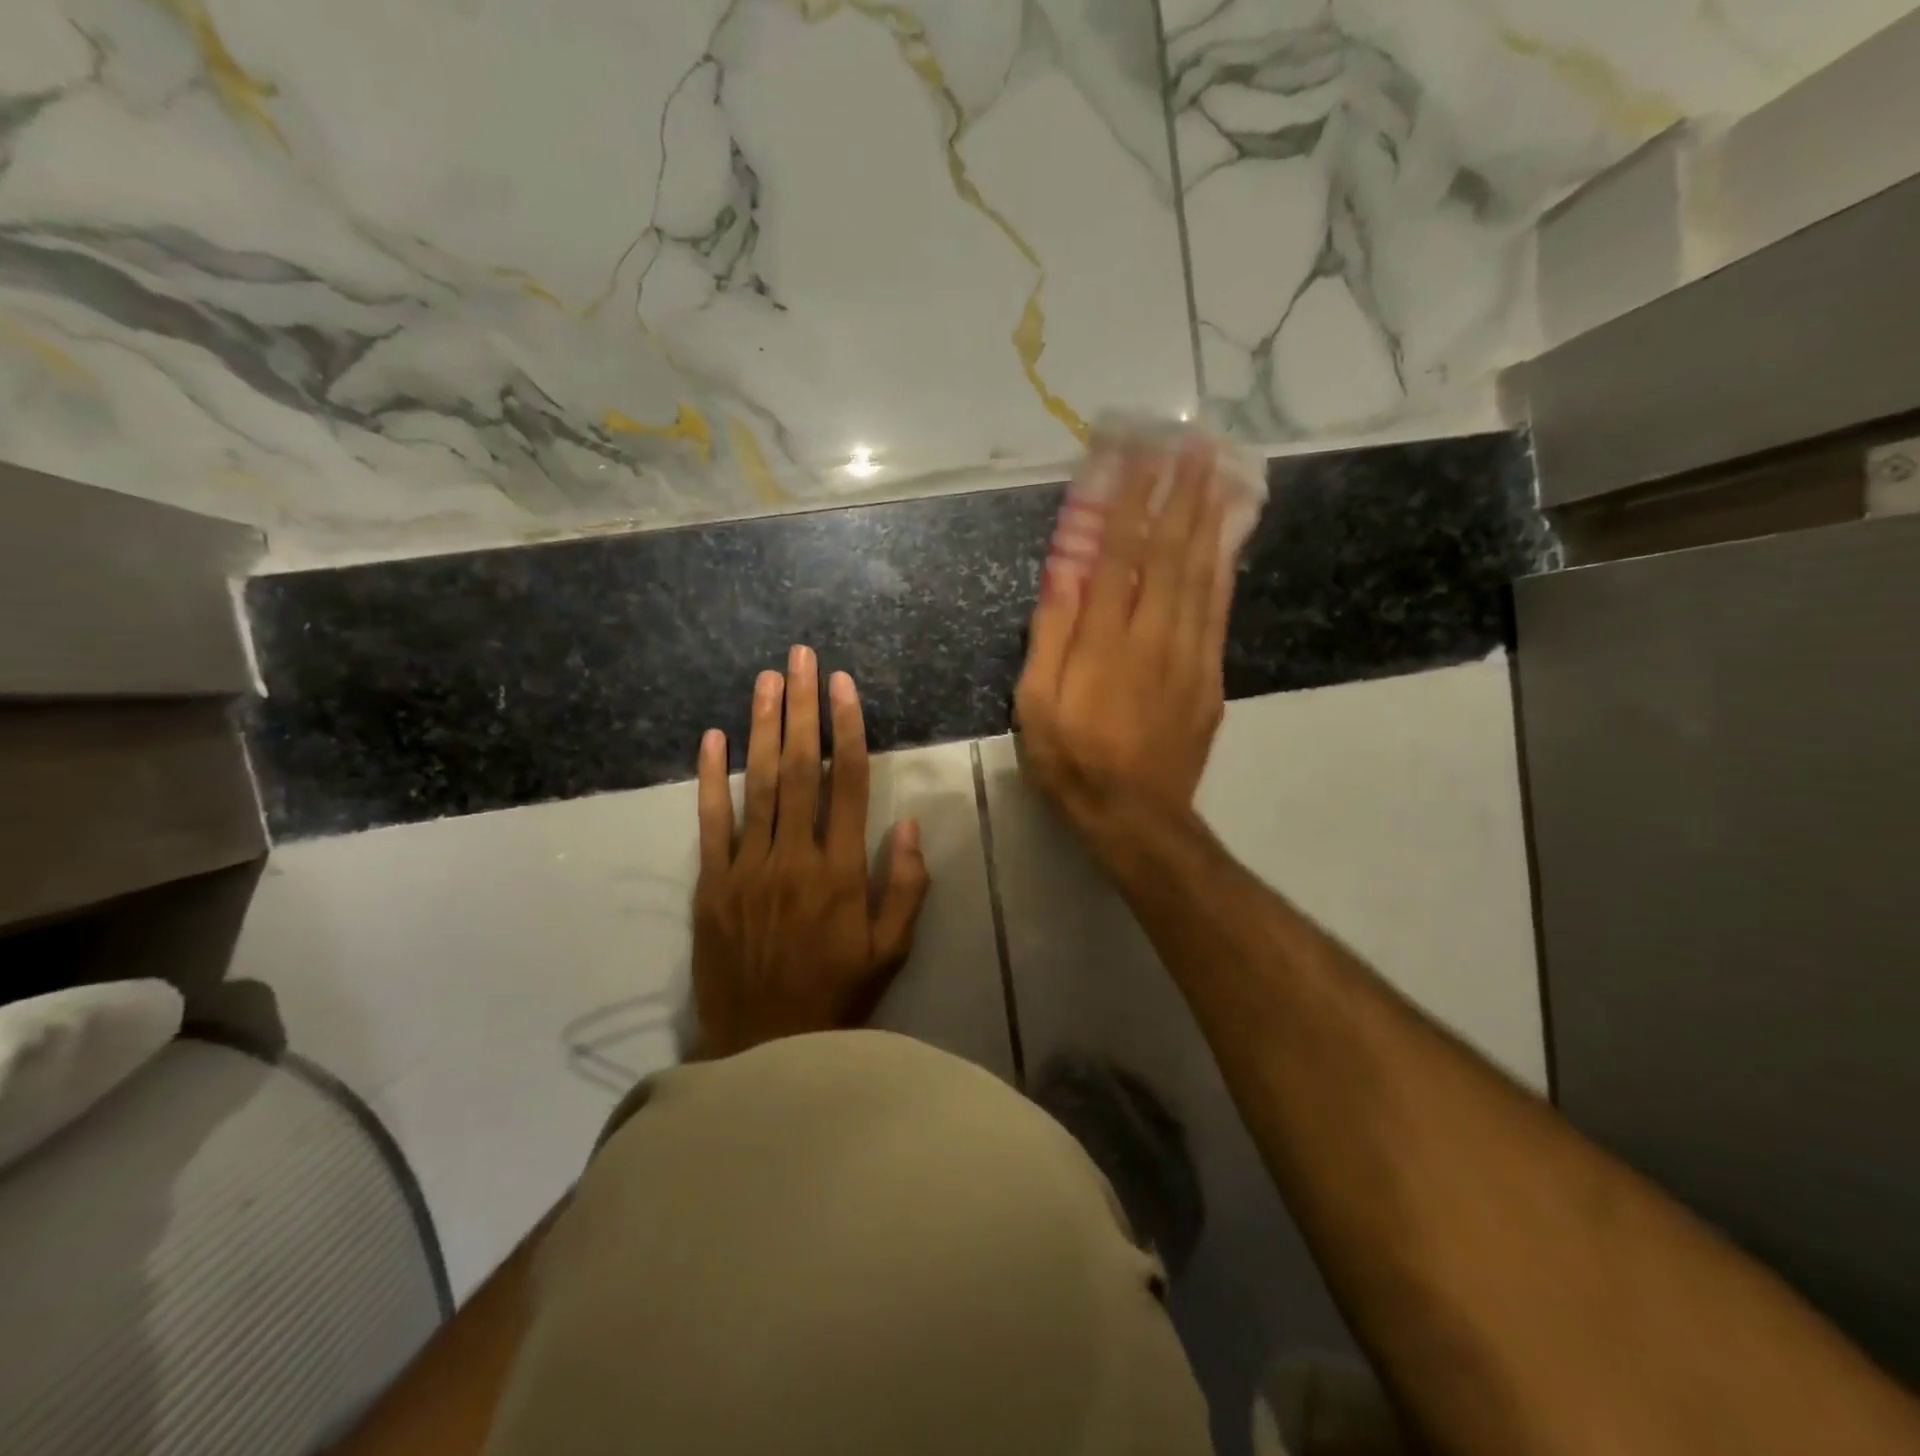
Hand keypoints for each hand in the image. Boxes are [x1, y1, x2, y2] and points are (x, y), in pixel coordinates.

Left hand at [691, 646, 931, 1059]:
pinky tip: (711, 738)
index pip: (848, 783)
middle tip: (801, 658)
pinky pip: (710, 824)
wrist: (763, 1048)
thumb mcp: (891, 951)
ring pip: (757, 785)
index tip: (842, 685)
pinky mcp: (711, 885)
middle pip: (800, 768)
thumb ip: (905, 886)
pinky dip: (710, 779)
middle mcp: (794, 857)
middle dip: (802, 707)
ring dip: (762, 727)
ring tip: (767, 679)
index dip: (846, 728)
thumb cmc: (837, 995)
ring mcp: (747, 869)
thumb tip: (906, 823)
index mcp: (841, 871)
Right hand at [1015, 436, 1232, 851]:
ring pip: (1202, 575)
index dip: (1129, 502)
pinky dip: (1224, 568)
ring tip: (1219, 471)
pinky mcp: (1210, 676)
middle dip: (1180, 494)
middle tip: (1194, 443)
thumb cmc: (1072, 760)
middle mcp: (1152, 637)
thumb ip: (1050, 636)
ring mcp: (1189, 655)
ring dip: (1209, 519)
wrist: (1135, 815)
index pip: (1118, 556)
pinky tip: (1228, 539)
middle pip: (1170, 554)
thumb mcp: (1036, 705)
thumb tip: (1062, 573)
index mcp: (1103, 643)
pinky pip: (1219, 611)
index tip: (1138, 454)